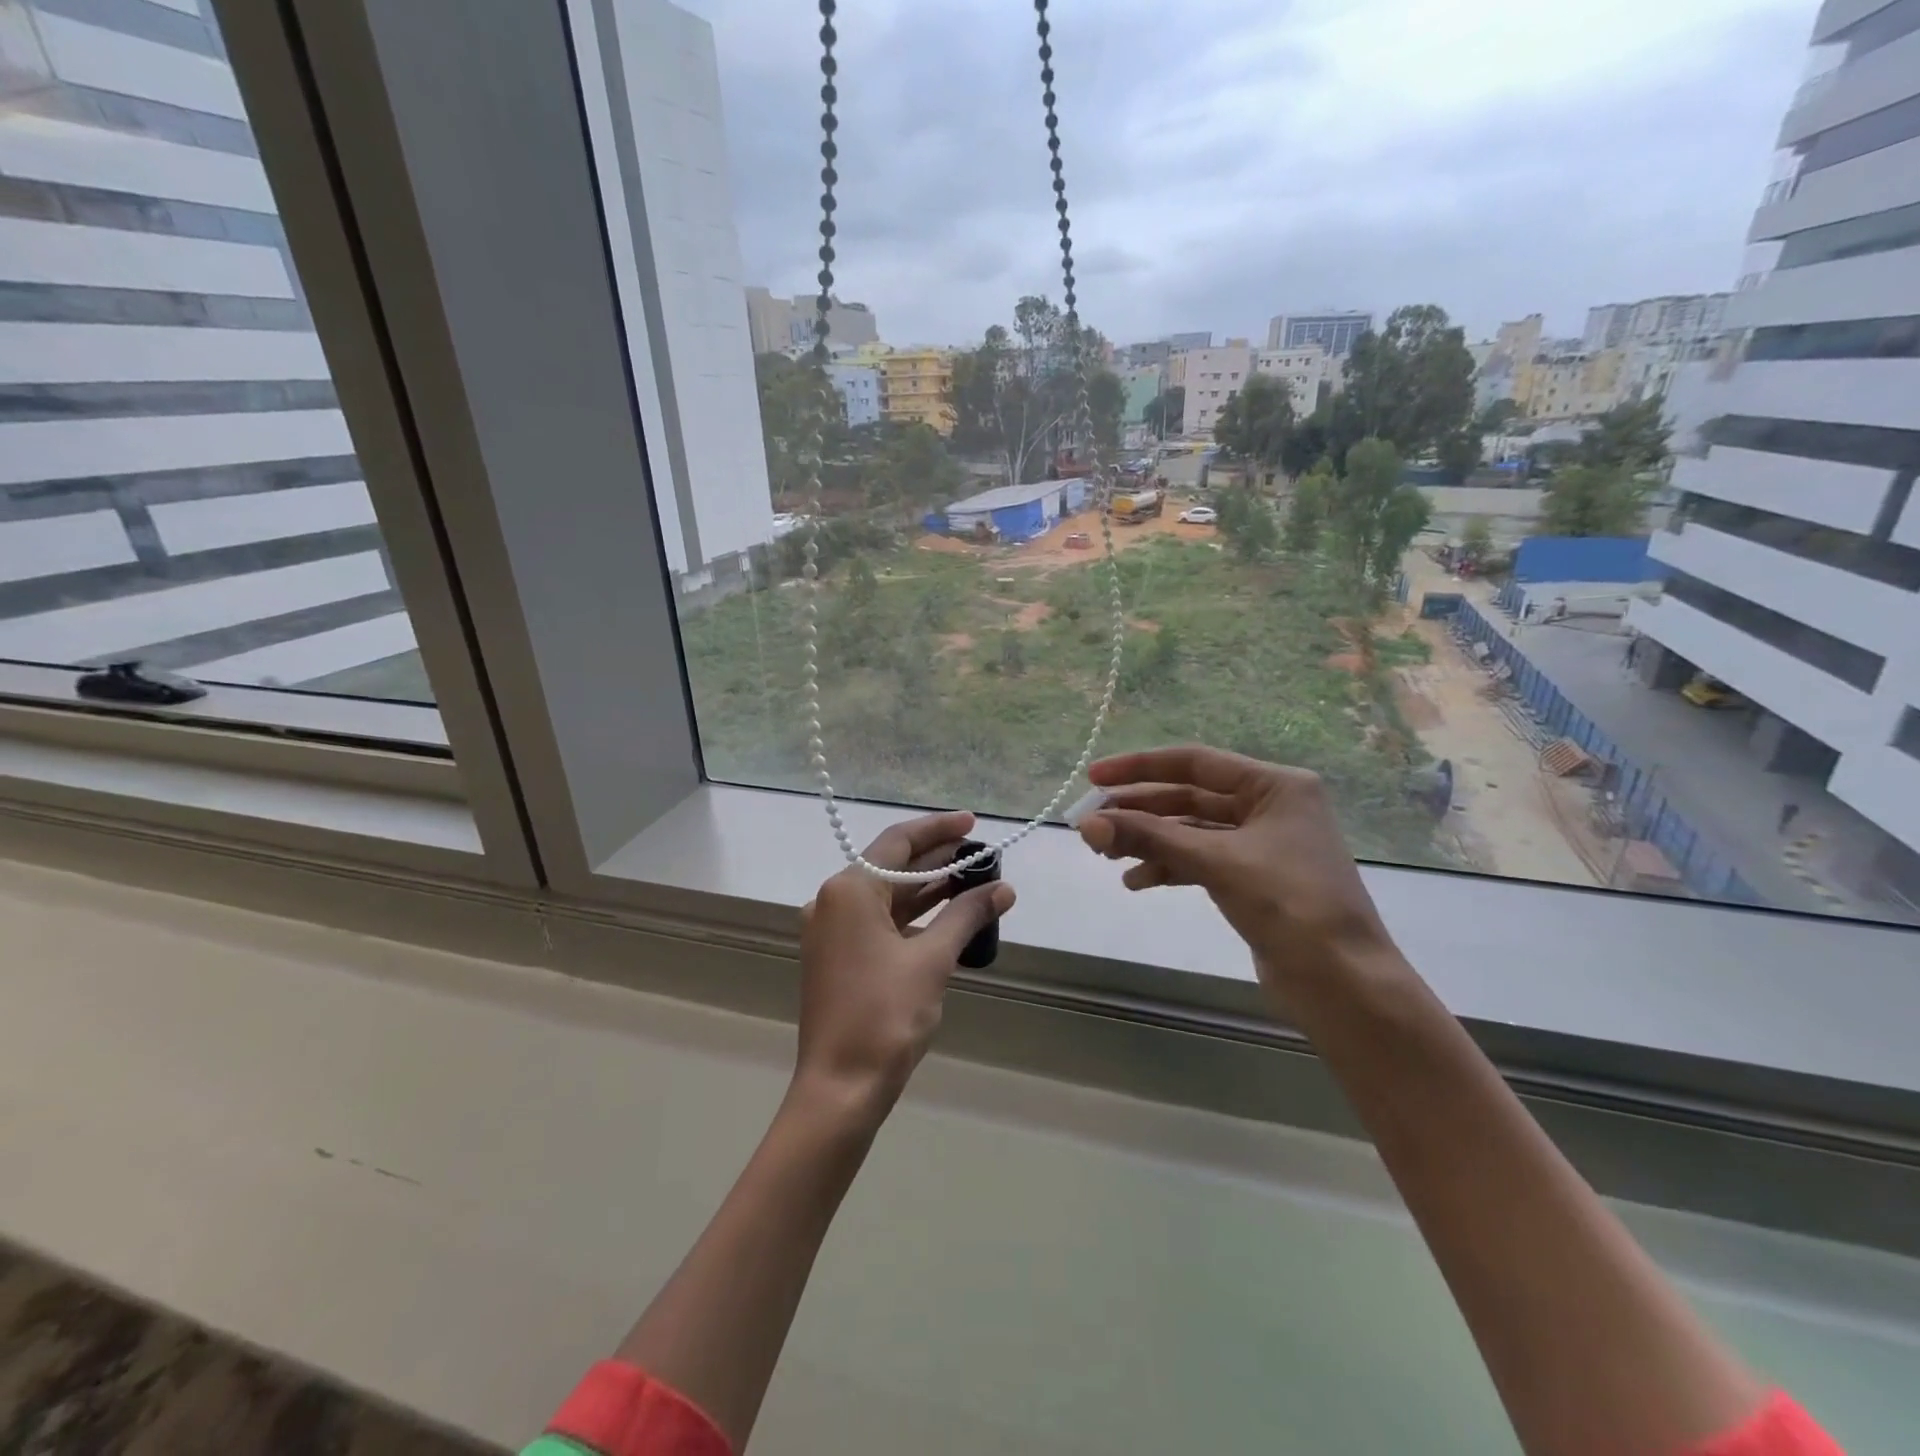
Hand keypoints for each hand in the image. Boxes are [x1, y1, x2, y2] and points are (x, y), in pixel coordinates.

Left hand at [794, 811, 1014, 1118]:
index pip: (898, 842)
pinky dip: (912, 915)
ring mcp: (832, 930)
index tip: (974, 824)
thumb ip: (966, 915)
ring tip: (973, 878)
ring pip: (887, 895)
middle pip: (891, 866)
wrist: (840, 1087)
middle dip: (938, 859)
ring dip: (927, 888)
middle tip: (982, 853)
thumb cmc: (885, 1015)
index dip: (939, 829)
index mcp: (849, 890)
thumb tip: (1003, 889)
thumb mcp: (932, 959)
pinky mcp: (838, 956)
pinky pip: (879, 921)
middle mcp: (833, 901)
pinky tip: (947, 914)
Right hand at [1076, 746, 1397, 1003]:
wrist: (1343, 984)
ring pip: (1191, 831)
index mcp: (1275, 785)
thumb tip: (1085, 824)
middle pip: (1189, 797)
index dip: (1139, 767)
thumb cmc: (1289, 905)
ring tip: (1106, 855)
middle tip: (1091, 824)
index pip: (1195, 762)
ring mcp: (1262, 844)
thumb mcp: (1216, 862)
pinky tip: (1136, 882)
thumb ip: (1149, 838)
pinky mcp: (1253, 879)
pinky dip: (1168, 868)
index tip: (1094, 777)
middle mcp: (1270, 806)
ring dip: (1149, 841)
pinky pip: (1200, 861)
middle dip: (1139, 811)